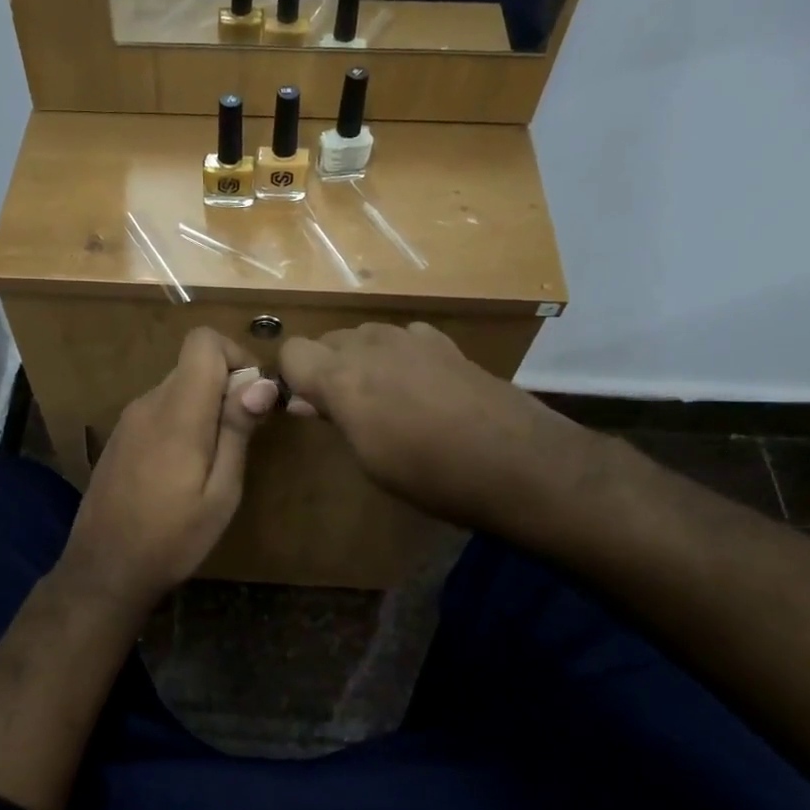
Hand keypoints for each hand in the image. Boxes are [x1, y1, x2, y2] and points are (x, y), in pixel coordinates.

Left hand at [57, 328, 277, 611]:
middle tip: (242, 437)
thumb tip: (261, 381)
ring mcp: (128, 419)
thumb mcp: (221, 492)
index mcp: (177, 412)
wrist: (104, 569)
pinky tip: (184, 468)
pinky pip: (159, 409)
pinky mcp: (119, 436)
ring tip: (215, 460)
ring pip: (177, 387)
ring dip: (205, 407)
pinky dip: (182, 420)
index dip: (237, 357)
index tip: (254, 399)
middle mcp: (148, 403)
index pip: (204, 340)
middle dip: (226, 386)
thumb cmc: (172, 538)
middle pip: (193, 364)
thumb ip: (237, 430)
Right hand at [279, 322, 599, 536]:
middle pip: (328, 340)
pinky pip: (403, 338)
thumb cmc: (430, 474)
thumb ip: (335, 418)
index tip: (304, 405)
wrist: (517, 461)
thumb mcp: (369, 458)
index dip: (291, 376)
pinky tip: (417, 385)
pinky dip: (398, 355)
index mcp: (342, 376)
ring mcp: (412, 338)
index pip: (292, 352)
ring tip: (380, 398)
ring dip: (360, 360)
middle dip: (325, 367)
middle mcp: (371, 345)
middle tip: (340, 409)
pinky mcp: (445, 343)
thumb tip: (307, 401)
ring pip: (365, 335)